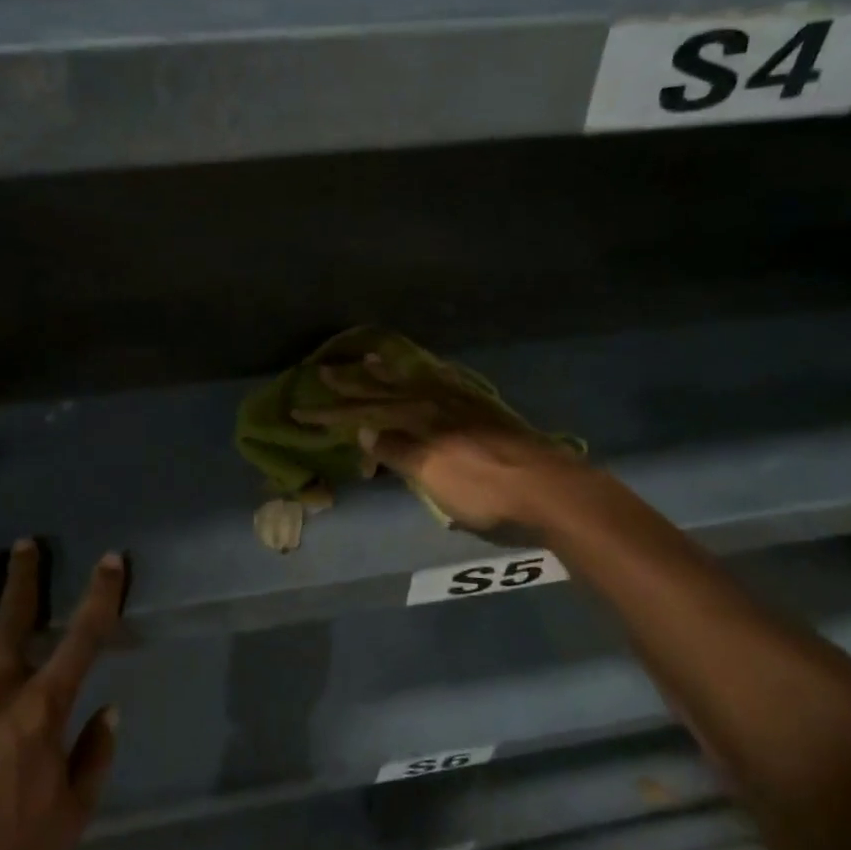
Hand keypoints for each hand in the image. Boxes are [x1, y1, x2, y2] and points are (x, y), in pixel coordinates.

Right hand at [292, 355, 581, 531]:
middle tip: (324, 369)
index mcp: (419, 420)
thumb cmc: (486, 491)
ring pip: (414, 380)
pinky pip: (444, 381)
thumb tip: (365, 429)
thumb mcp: (434, 476)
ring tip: (368, 358)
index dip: (331, 414)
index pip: (364, 413)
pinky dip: (426, 374)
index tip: (300, 411)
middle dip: (352, 382)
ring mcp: (462, 403)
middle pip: (385, 389)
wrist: (550, 489)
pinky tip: (426, 373)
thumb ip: (398, 450)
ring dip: (387, 371)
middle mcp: (436, 404)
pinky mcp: (484, 409)